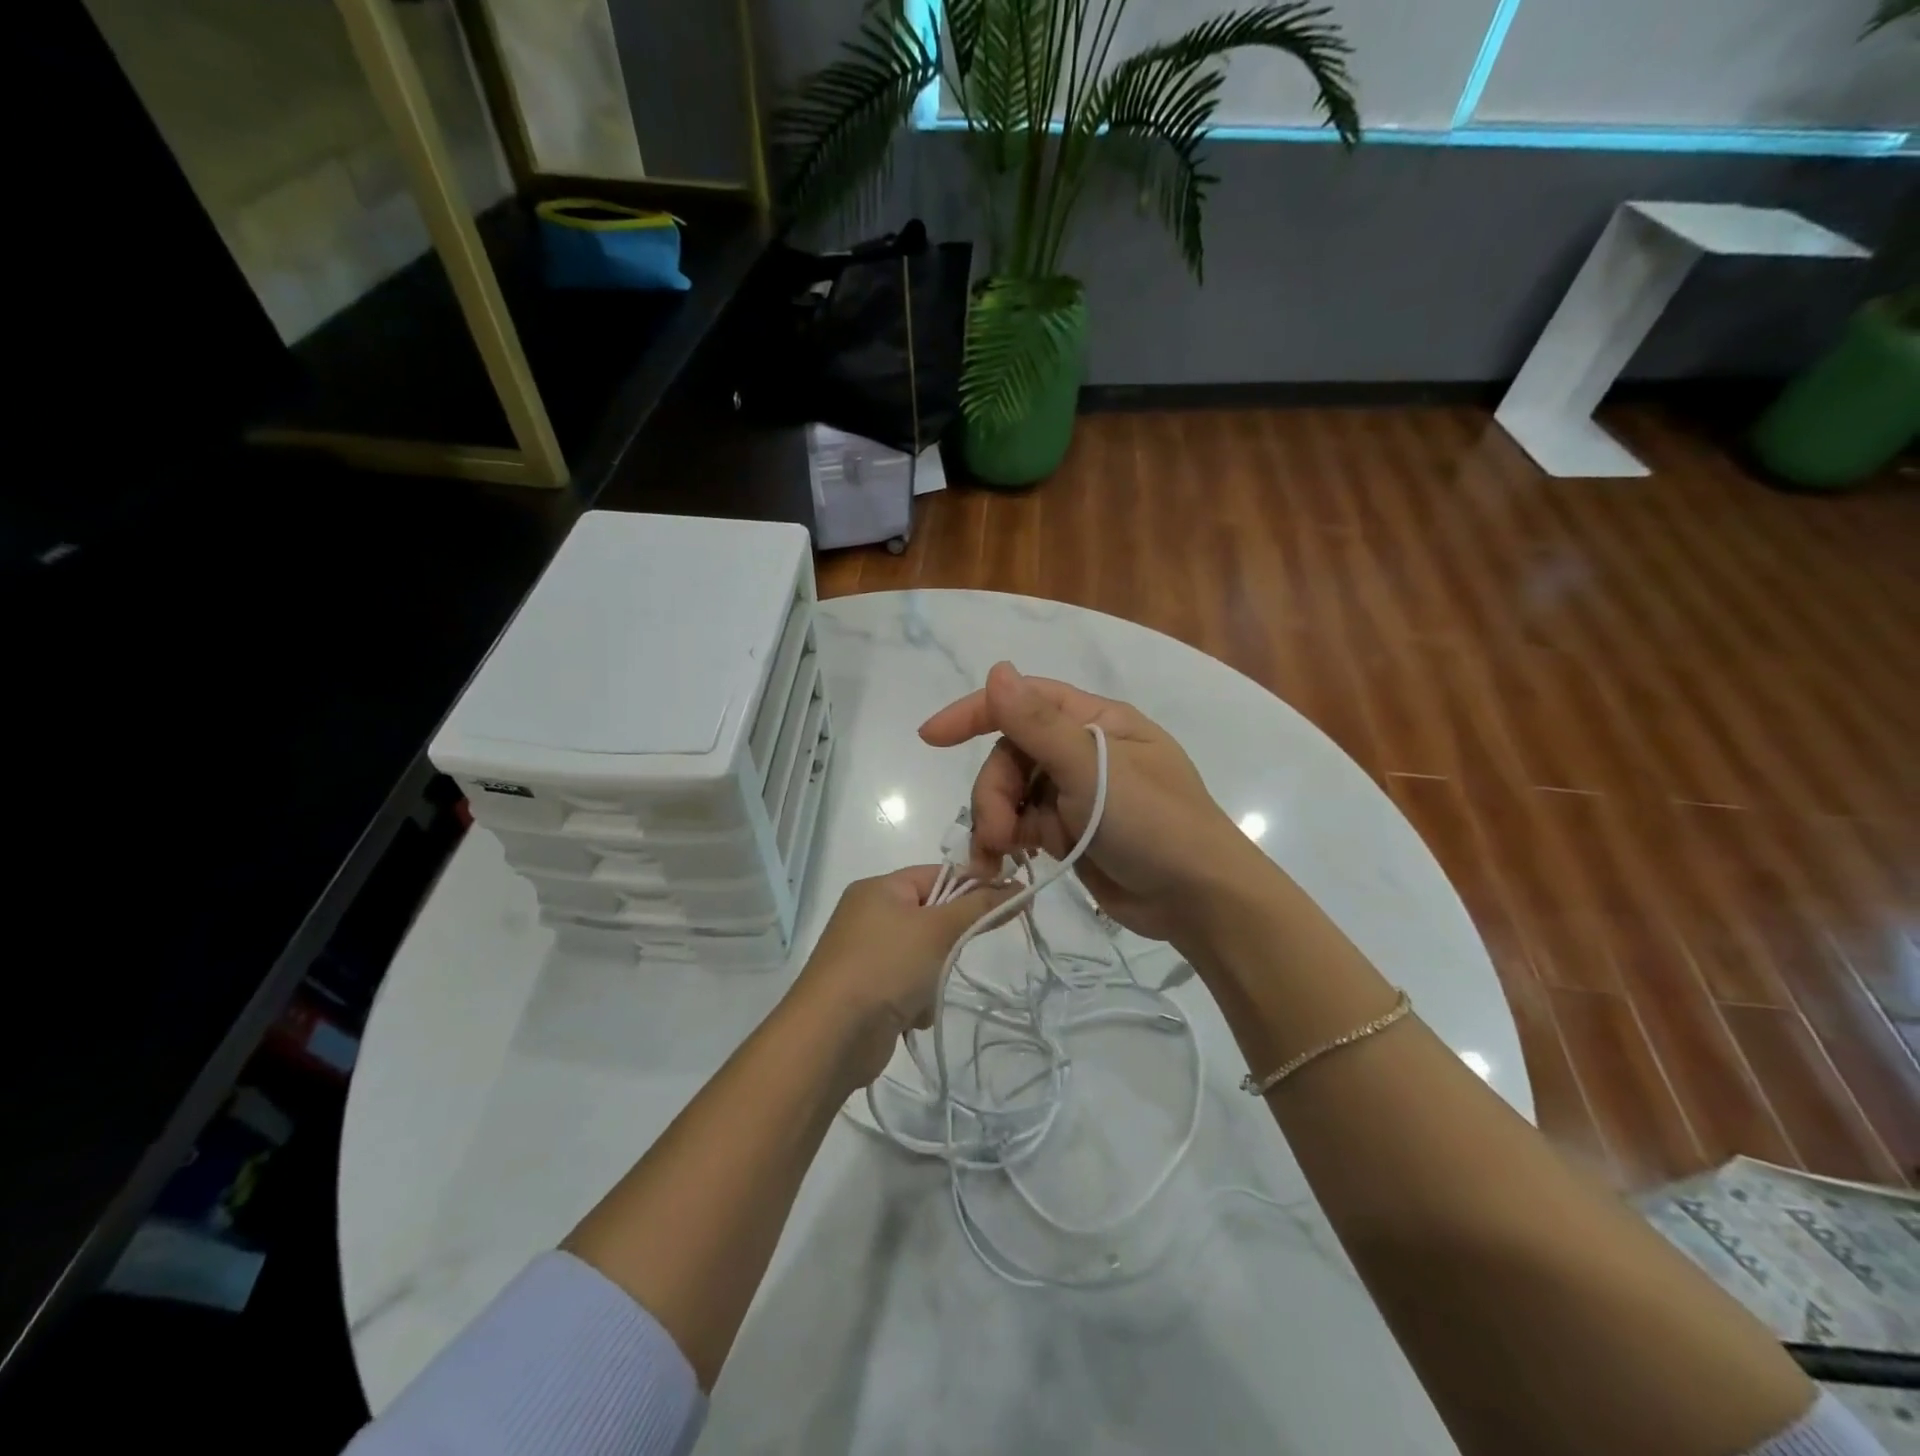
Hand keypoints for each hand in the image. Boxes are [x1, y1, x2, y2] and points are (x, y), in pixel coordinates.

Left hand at [789, 867, 1015, 1086]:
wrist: (831, 1036)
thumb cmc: (885, 966)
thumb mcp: (937, 929)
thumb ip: (979, 907)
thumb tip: (1017, 887)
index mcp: (879, 889)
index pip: (938, 874)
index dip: (974, 886)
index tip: (1008, 903)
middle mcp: (870, 915)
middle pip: (932, 916)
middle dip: (948, 942)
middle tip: (951, 955)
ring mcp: (867, 955)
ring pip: (925, 955)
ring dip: (934, 977)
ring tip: (925, 992)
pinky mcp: (869, 991)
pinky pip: (909, 985)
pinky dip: (918, 1000)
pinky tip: (910, 1016)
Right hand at [918, 662, 1260, 943]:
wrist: (1198, 900)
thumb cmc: (1155, 824)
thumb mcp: (1094, 769)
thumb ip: (1038, 724)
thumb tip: (996, 669)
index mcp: (1095, 721)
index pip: (1024, 701)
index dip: (975, 712)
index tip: (931, 736)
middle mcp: (1082, 751)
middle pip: (1012, 756)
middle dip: (994, 792)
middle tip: (995, 835)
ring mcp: (1076, 793)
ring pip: (1012, 793)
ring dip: (995, 821)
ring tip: (996, 857)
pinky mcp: (1070, 831)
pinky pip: (1024, 824)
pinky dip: (1008, 841)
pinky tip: (1002, 864)